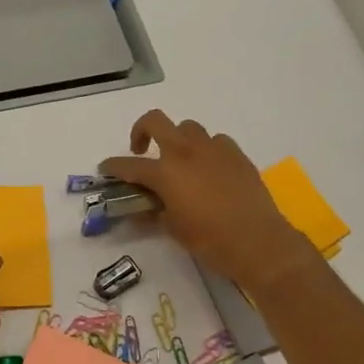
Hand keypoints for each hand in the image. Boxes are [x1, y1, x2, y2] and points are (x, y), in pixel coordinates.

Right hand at [100, 111, 312, 289]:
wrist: (258, 242)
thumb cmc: (210, 241)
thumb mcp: (173, 229)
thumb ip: (154, 212)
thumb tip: (143, 207)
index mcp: (165, 172)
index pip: (128, 165)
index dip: (112, 166)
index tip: (105, 168)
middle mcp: (186, 152)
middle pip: (155, 121)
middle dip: (141, 130)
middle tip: (141, 150)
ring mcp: (214, 149)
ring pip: (188, 128)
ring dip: (178, 139)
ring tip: (180, 161)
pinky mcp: (236, 154)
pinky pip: (216, 142)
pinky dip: (207, 150)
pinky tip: (210, 169)